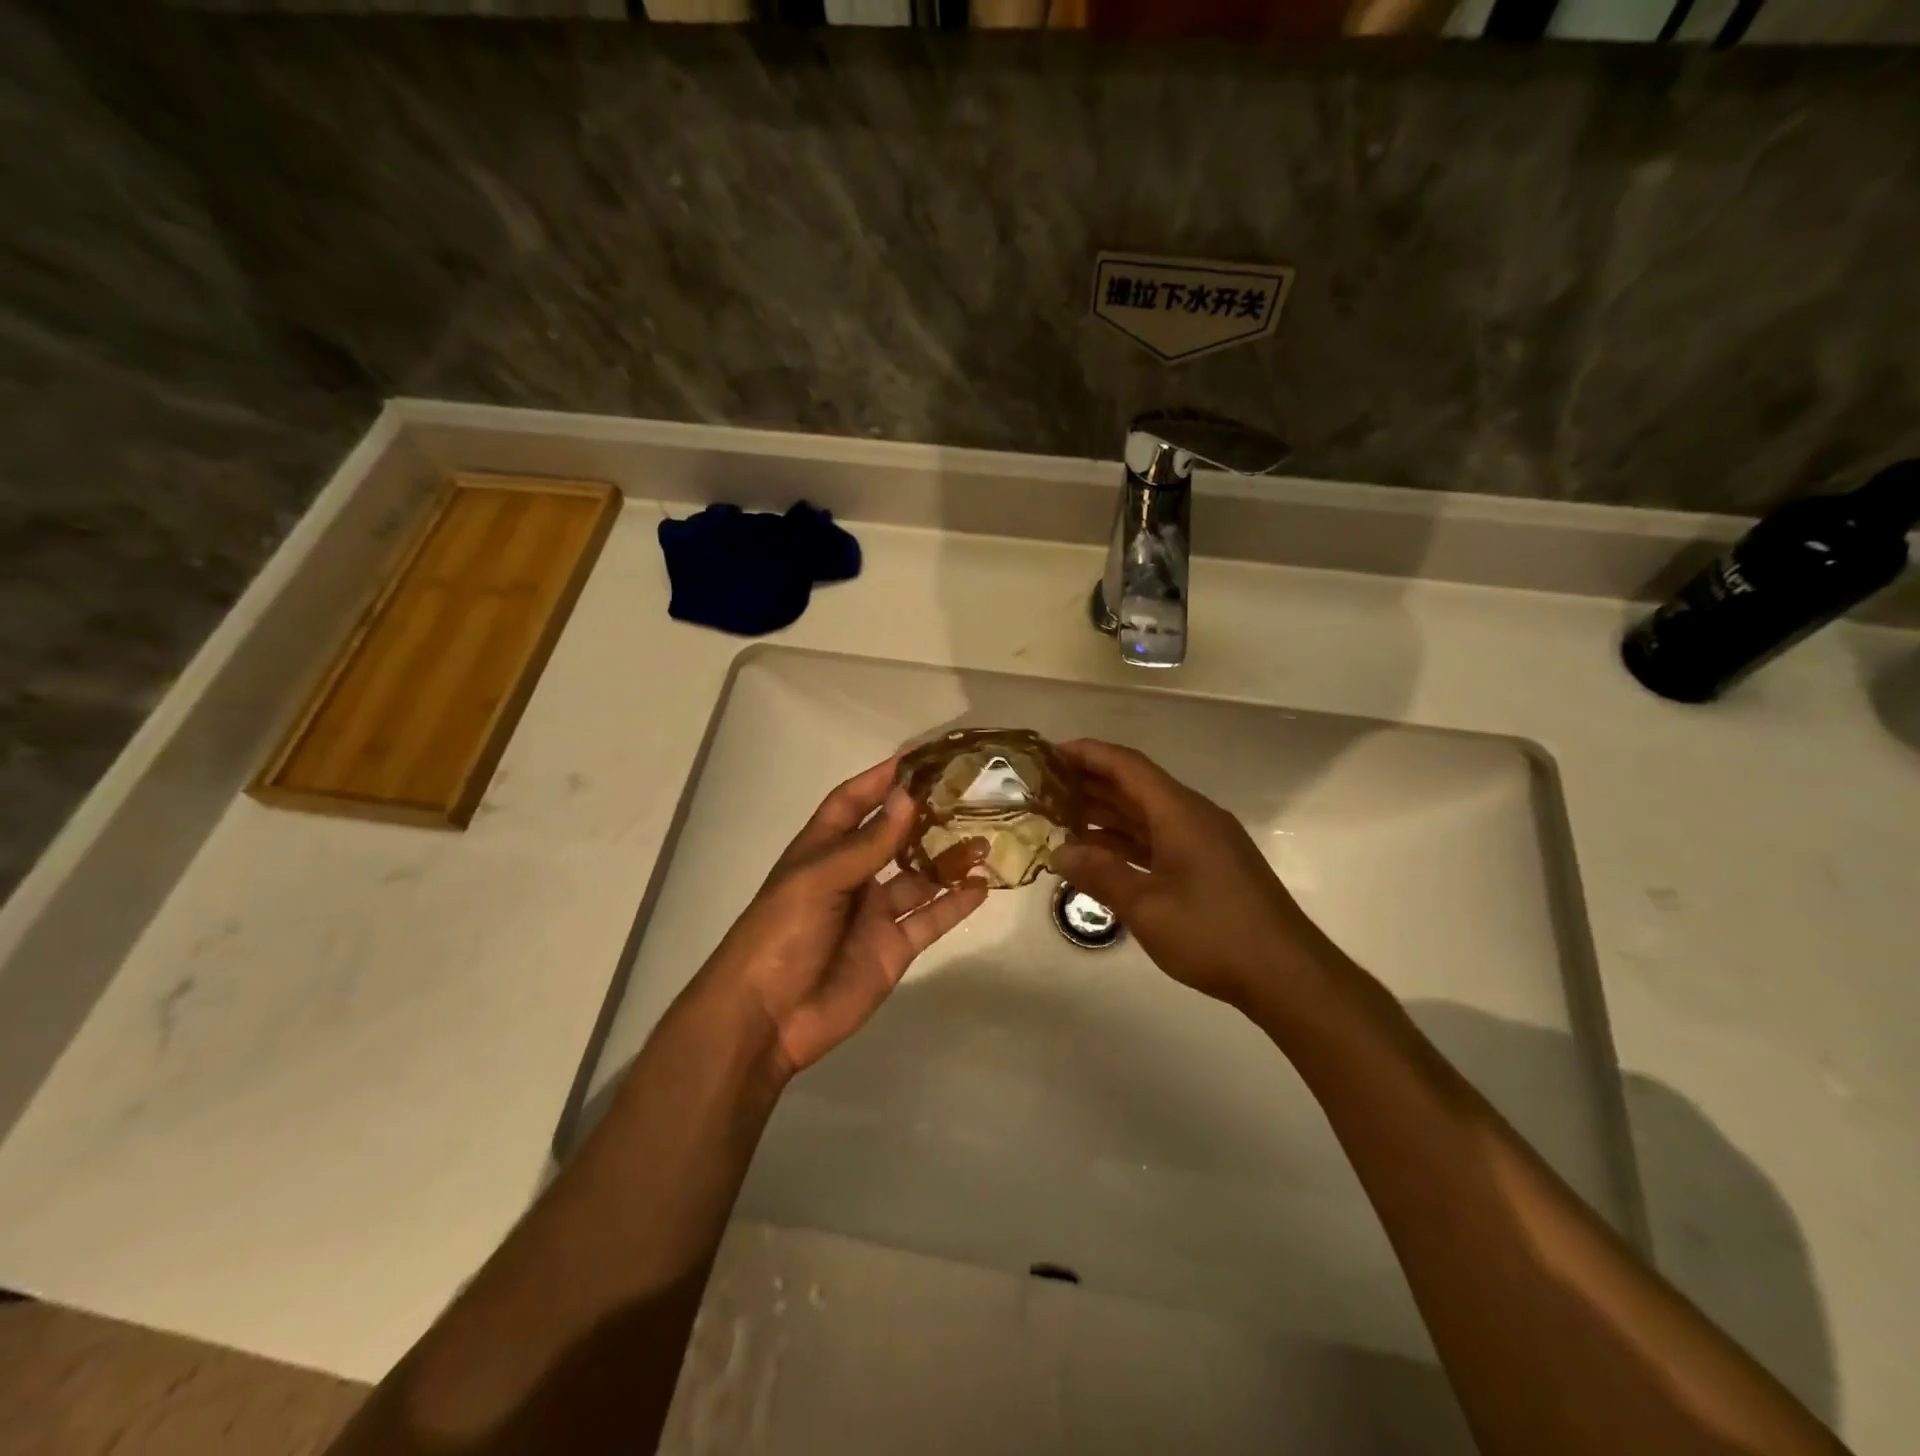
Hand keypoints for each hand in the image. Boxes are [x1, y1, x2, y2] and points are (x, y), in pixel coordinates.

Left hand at [700, 757, 986, 1080]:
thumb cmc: (781, 933)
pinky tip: (982, 886)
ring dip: (948, 859)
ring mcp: (874, 912)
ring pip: (919, 877)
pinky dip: (955, 904)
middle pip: (893, 836)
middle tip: (967, 794)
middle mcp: (852, 875)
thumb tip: (908, 797)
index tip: (920, 757)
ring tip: (985, 838)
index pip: (853, 801)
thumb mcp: (819, 878)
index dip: (881, 778)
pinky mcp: (893, 947)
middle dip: (925, 815)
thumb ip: (868, 842)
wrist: (768, 1017)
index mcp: (823, 850)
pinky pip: (930, 919)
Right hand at [1051, 739, 1346, 1010]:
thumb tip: (1059, 852)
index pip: (1127, 766)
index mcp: (1180, 813)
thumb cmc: (1214, 934)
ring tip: (1061, 817)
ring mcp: (1204, 842)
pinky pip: (1158, 839)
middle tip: (1045, 787)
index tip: (1050, 753)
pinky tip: (1098, 854)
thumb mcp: (1147, 906)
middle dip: (1090, 782)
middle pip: (1135, 786)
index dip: (1088, 754)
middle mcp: (1193, 817)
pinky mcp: (1209, 866)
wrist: (1287, 974)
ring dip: (1106, 813)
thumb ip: (1100, 874)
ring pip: (1146, 815)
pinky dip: (1126, 841)